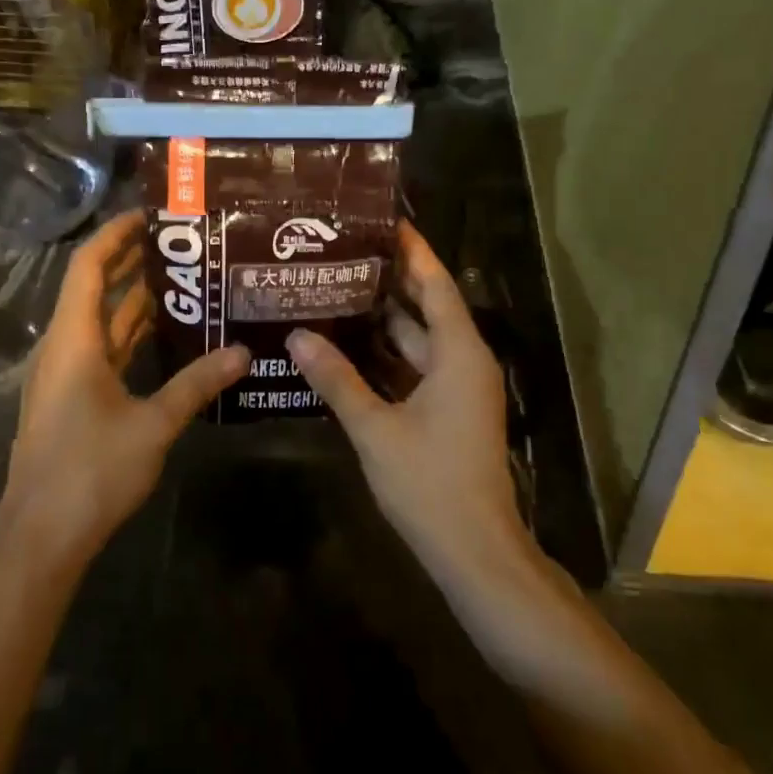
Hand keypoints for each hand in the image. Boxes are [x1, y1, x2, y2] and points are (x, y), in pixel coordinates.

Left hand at [0, 210, 247, 570]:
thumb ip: (197, 384)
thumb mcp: (153, 425)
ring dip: (131, 300)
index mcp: (73, 340)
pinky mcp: (69, 400)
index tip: (149, 215)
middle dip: (129, 262)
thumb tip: (242, 352)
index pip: (89, 266)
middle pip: (93, 289)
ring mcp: (63, 376)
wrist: (40, 537)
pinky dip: (128, 336)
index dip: (115, 235)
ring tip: (179, 280)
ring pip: (98, 323)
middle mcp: (62, 348)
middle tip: (177, 243)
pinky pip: (100, 351)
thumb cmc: (91, 471)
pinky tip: (162, 337)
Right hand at [287, 222, 528, 582]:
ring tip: (338, 289)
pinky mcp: (449, 411)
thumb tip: (297, 336)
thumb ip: (336, 380)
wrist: (475, 552)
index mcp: (458, 354)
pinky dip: (387, 354)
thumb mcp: (376, 429)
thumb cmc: (431, 484)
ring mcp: (459, 389)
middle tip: (345, 252)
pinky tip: (349, 345)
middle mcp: (464, 362)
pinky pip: (416, 367)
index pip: (435, 285)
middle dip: (390, 280)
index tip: (384, 221)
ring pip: (419, 340)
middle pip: (427, 307)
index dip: (413, 252)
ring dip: (384, 318)